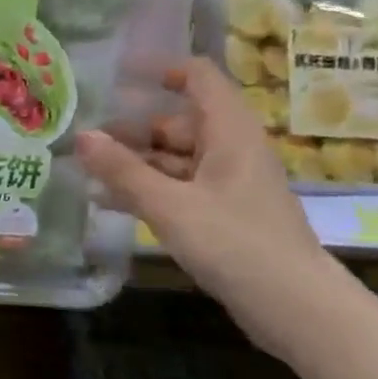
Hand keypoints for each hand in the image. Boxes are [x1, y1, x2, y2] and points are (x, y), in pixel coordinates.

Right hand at [75, 58, 328, 352]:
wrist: (296, 308)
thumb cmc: (235, 243)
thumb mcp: (170, 205)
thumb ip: (123, 170)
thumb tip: (81, 136)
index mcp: (229, 132)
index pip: (198, 77)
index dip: (159, 70)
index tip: (116, 77)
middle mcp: (231, 149)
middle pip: (177, 122)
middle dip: (131, 129)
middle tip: (85, 142)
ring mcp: (229, 183)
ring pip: (175, 158)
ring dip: (134, 163)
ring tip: (87, 173)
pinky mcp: (225, 213)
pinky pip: (180, 187)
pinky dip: (149, 189)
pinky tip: (110, 203)